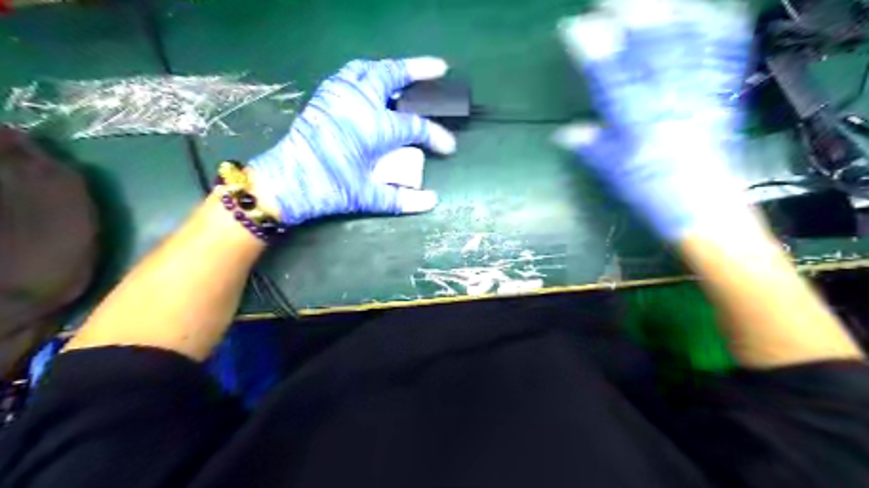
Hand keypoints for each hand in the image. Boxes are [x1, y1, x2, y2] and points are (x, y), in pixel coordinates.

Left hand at [250, 55, 456, 225]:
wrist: (288, 181)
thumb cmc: (330, 188)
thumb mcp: (368, 197)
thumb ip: (403, 199)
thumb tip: (433, 201)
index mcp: (376, 127)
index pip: (416, 127)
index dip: (436, 136)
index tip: (448, 147)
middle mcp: (360, 102)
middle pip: (393, 75)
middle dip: (419, 70)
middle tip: (439, 69)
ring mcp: (340, 94)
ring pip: (370, 69)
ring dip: (392, 68)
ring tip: (406, 73)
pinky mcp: (325, 95)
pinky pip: (350, 73)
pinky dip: (367, 73)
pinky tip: (373, 82)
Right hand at [556, 1, 753, 238]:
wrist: (709, 212)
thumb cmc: (656, 197)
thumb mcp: (616, 175)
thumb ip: (592, 147)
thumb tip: (564, 132)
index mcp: (640, 128)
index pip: (613, 83)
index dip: (594, 53)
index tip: (575, 28)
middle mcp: (672, 107)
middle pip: (654, 52)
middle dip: (632, 18)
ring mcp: (702, 98)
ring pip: (689, 45)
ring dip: (670, 14)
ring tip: (650, 0)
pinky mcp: (724, 96)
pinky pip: (725, 55)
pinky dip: (716, 28)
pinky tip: (706, 10)